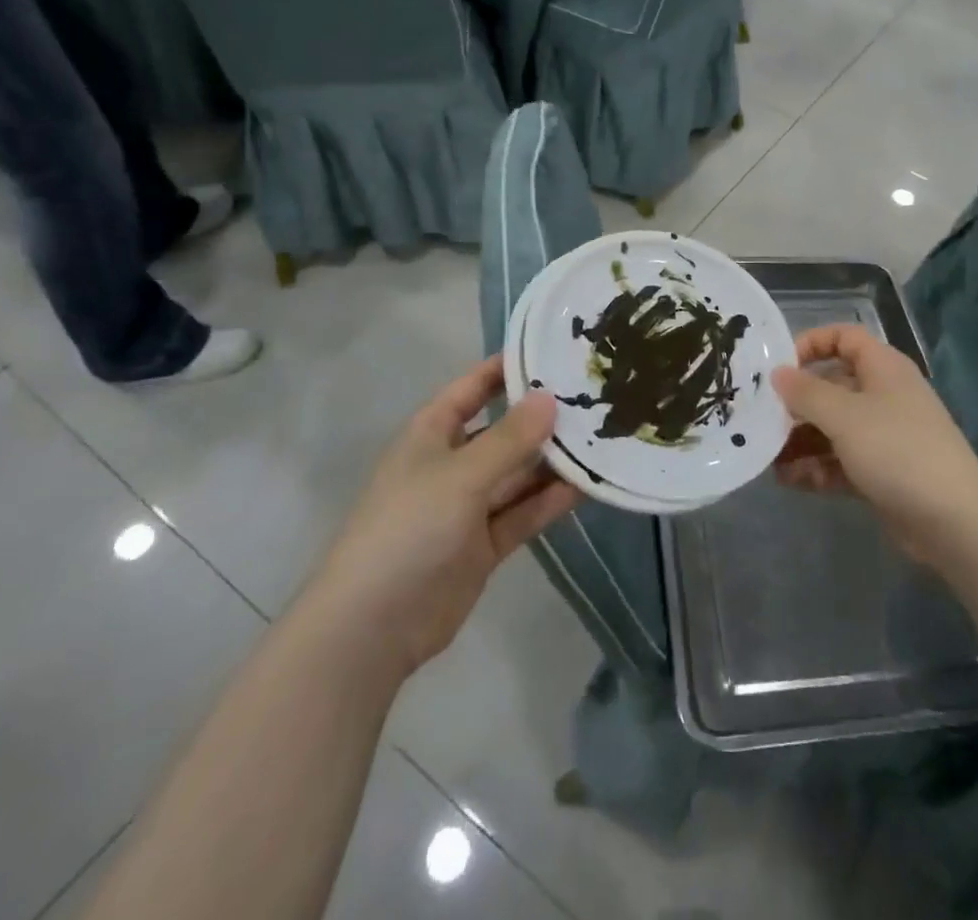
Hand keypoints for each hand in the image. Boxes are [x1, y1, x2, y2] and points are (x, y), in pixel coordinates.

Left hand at [314, 358, 576, 675]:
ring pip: (519, 473)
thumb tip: (551, 397)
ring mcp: (470, 505)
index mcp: (432, 433)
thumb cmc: (408, 529)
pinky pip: (524, 511)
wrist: (374, 627)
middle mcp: (453, 462)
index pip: (474, 387)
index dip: (508, 368)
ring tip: (604, 437)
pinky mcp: (485, 543)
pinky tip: (589, 484)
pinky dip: (551, 499)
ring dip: (554, 460)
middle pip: (504, 430)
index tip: (555, 351)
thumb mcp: (461, 475)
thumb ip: (510, 438)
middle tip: (597, 396)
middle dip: (543, 416)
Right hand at [772, 324, 977, 563]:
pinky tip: (789, 481)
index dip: (810, 344)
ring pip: (833, 428)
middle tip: (762, 419)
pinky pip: (841, 461)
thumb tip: (778, 374)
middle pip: (832, 386)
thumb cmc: (897, 450)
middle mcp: (884, 395)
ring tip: (769, 459)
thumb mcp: (844, 416)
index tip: (779, 367)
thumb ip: (806, 392)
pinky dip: (817, 468)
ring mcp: (884, 436)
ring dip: (801, 441)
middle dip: (796, 403)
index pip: (844, 338)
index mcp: (882, 368)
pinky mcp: (883, 472)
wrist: (954, 521)